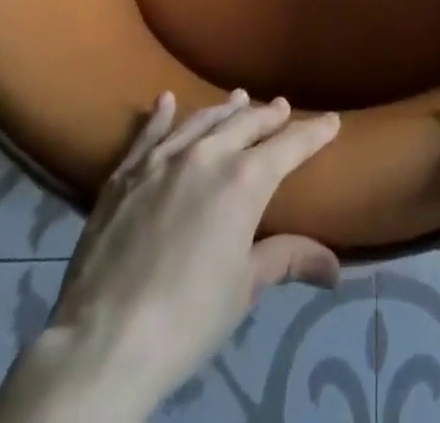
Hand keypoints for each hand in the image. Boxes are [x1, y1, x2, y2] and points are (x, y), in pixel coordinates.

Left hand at [0, 91, 341, 422]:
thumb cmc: (187, 318)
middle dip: (269, 115)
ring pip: (202, 121)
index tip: (331, 121)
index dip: (314, 133)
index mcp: (245, 180)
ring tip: (239, 97)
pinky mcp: (126, 173)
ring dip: (224, 109)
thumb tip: (335, 267)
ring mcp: (163, 159)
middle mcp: (208, 154)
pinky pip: (149, 133)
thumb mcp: (244, 288)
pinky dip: (161, 115)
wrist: (104, 341)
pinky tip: (166, 100)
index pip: (290, 145)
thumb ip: (287, 259)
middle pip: (247, 124)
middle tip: (282, 108)